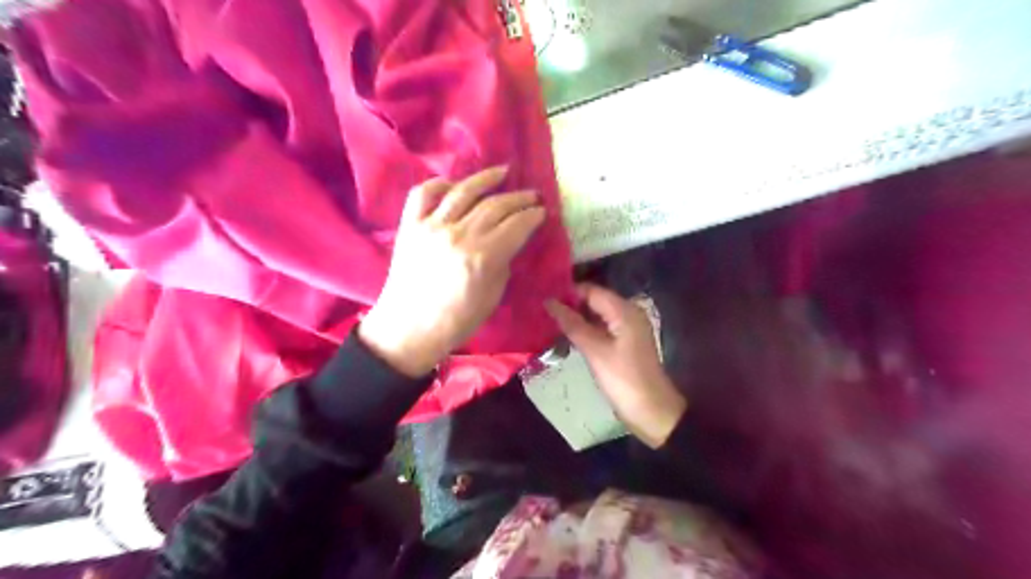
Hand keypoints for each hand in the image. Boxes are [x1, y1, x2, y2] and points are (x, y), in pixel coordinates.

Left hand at [358, 166, 547, 378]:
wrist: (409, 329)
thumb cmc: (456, 320)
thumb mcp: (492, 296)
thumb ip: (503, 262)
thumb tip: (510, 240)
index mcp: (482, 257)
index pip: (516, 225)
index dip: (533, 216)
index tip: (542, 212)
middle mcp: (458, 235)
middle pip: (495, 205)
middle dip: (519, 198)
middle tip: (532, 195)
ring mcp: (431, 226)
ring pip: (463, 190)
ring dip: (487, 178)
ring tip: (504, 171)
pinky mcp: (410, 226)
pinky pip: (423, 193)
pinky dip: (440, 184)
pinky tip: (455, 184)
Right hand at [543, 283, 686, 446]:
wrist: (652, 412)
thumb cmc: (624, 379)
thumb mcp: (595, 351)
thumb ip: (572, 324)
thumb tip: (549, 302)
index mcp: (624, 310)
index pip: (590, 290)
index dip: (567, 292)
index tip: (542, 299)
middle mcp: (628, 313)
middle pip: (594, 300)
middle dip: (569, 305)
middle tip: (542, 312)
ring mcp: (627, 329)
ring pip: (596, 315)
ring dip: (575, 318)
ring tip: (548, 322)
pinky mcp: (624, 343)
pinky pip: (601, 328)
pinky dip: (585, 330)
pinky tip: (566, 336)